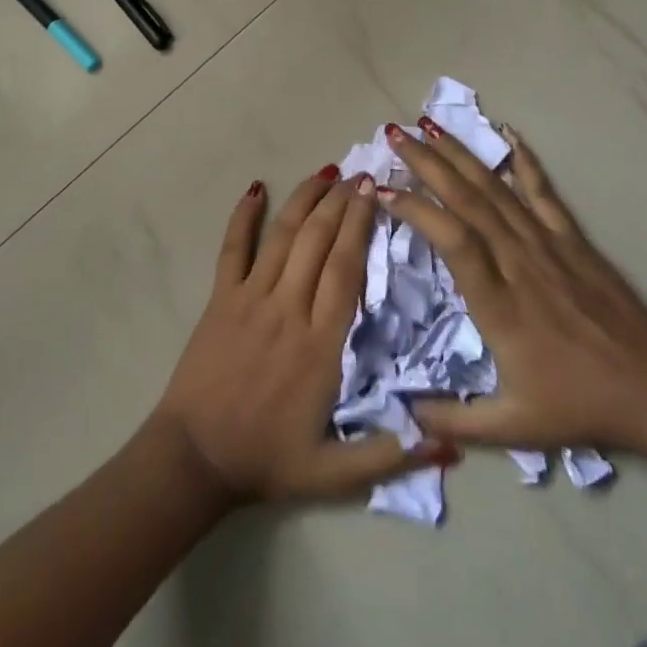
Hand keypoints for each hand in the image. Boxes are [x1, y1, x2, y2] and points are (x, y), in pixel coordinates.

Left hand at [149, 169, 460, 506]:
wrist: (196, 458)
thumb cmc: (267, 460)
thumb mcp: (334, 475)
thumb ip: (391, 457)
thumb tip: (450, 445)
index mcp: (320, 345)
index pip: (346, 269)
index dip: (361, 226)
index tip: (375, 193)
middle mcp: (288, 309)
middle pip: (318, 241)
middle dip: (340, 202)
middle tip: (359, 174)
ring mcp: (250, 298)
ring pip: (282, 236)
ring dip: (305, 200)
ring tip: (325, 172)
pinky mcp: (220, 297)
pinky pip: (232, 248)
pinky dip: (242, 216)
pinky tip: (255, 188)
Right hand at [380, 120, 646, 453]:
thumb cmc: (577, 404)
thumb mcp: (513, 428)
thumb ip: (454, 421)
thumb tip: (401, 413)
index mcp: (499, 303)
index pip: (451, 239)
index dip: (416, 210)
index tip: (382, 191)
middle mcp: (518, 261)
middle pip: (468, 199)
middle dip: (427, 162)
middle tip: (394, 134)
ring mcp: (547, 244)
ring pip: (496, 188)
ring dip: (459, 154)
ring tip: (427, 124)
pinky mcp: (571, 238)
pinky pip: (542, 191)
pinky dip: (523, 160)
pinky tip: (507, 132)